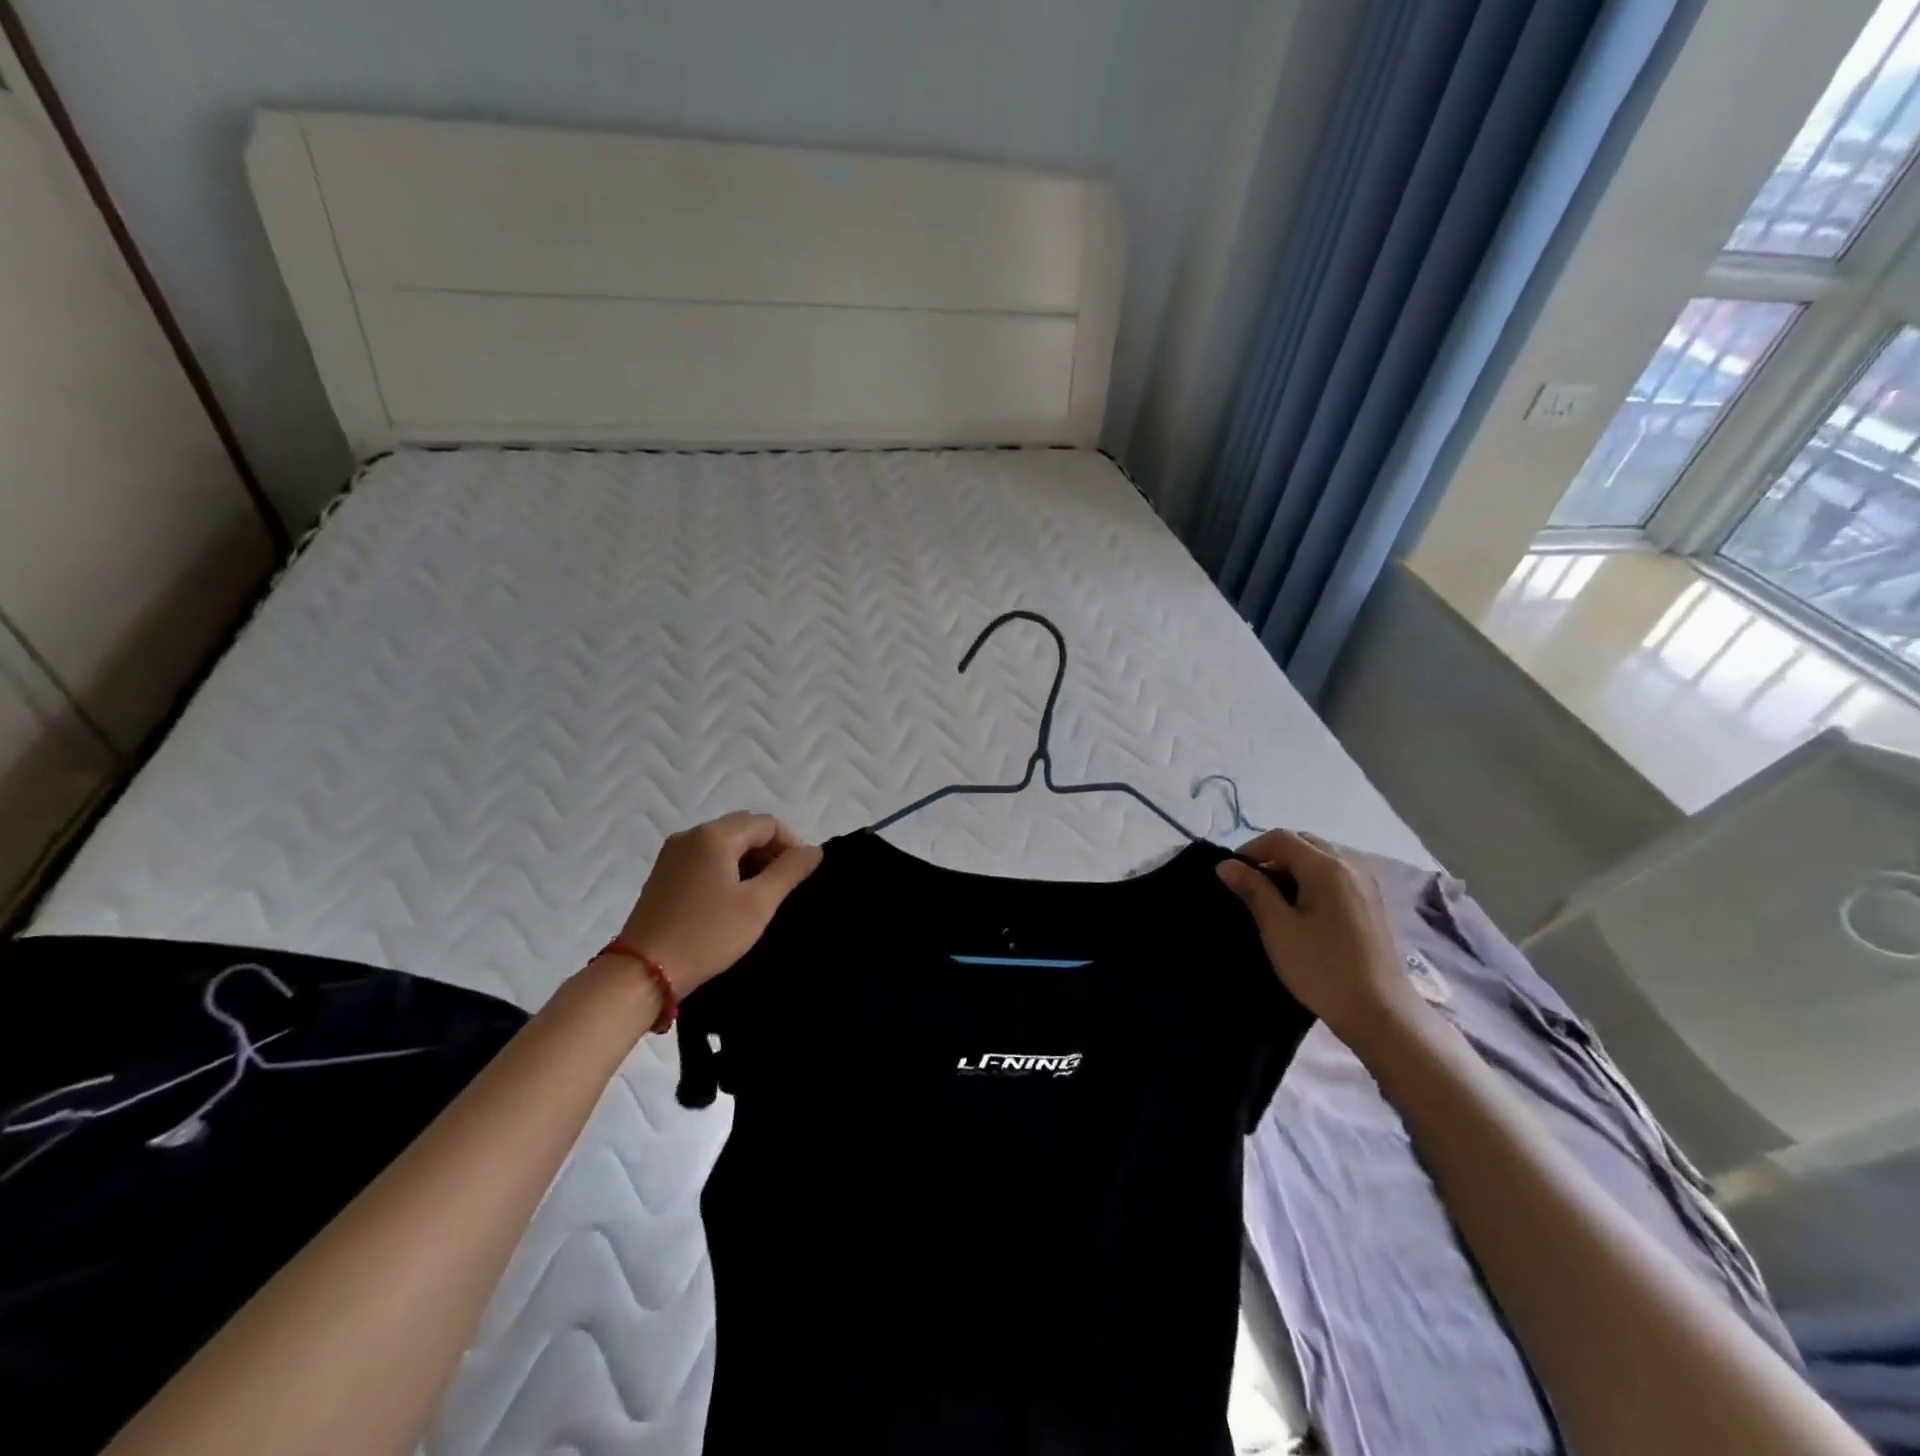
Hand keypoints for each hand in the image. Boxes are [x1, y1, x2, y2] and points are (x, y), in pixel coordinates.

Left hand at [617, 812, 822, 995]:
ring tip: (761, 896)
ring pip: (723, 844)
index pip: (766, 823)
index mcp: (714, 835)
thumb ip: (790, 871)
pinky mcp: (663, 875)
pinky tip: (732, 900)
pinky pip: (704, 859)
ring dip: (748, 861)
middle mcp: (691, 835)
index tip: (800, 875)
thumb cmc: (707, 935)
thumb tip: (813, 850)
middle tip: (783, 886)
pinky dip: (726, 870)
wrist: (643, 972)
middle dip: (769, 851)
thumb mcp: (758, 904)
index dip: (790, 843)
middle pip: (743, 829)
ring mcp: (673, 854)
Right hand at [1216, 829, 1422, 1047]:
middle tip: (1251, 884)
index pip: (1280, 838)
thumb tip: (1226, 864)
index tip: (1232, 875)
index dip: (1250, 850)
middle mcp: (1351, 865)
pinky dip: (1313, 878)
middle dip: (1272, 855)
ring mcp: (1367, 883)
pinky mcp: (1373, 902)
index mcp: (1327, 867)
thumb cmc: (1322, 969)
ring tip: (1274, 897)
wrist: (1380, 1012)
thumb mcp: (1278, 929)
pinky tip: (1303, 908)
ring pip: (1321, 857)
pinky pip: (1336, 874)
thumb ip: (1253, 890)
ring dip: (1293, 866)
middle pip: (1303, 842)